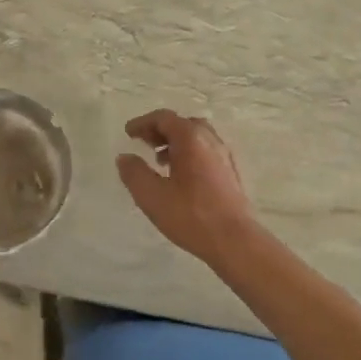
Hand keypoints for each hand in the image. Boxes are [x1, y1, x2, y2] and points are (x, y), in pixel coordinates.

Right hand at [116, 109, 259, 262]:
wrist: (235, 241)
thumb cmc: (191, 215)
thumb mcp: (152, 196)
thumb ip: (134, 173)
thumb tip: (125, 157)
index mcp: (191, 139)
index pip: (164, 118)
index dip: (143, 123)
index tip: (128, 133)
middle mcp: (210, 140)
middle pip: (182, 123)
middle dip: (160, 130)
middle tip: (144, 143)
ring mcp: (225, 155)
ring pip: (197, 137)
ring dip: (176, 142)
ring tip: (160, 161)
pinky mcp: (231, 172)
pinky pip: (207, 151)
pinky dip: (190, 153)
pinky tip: (182, 176)